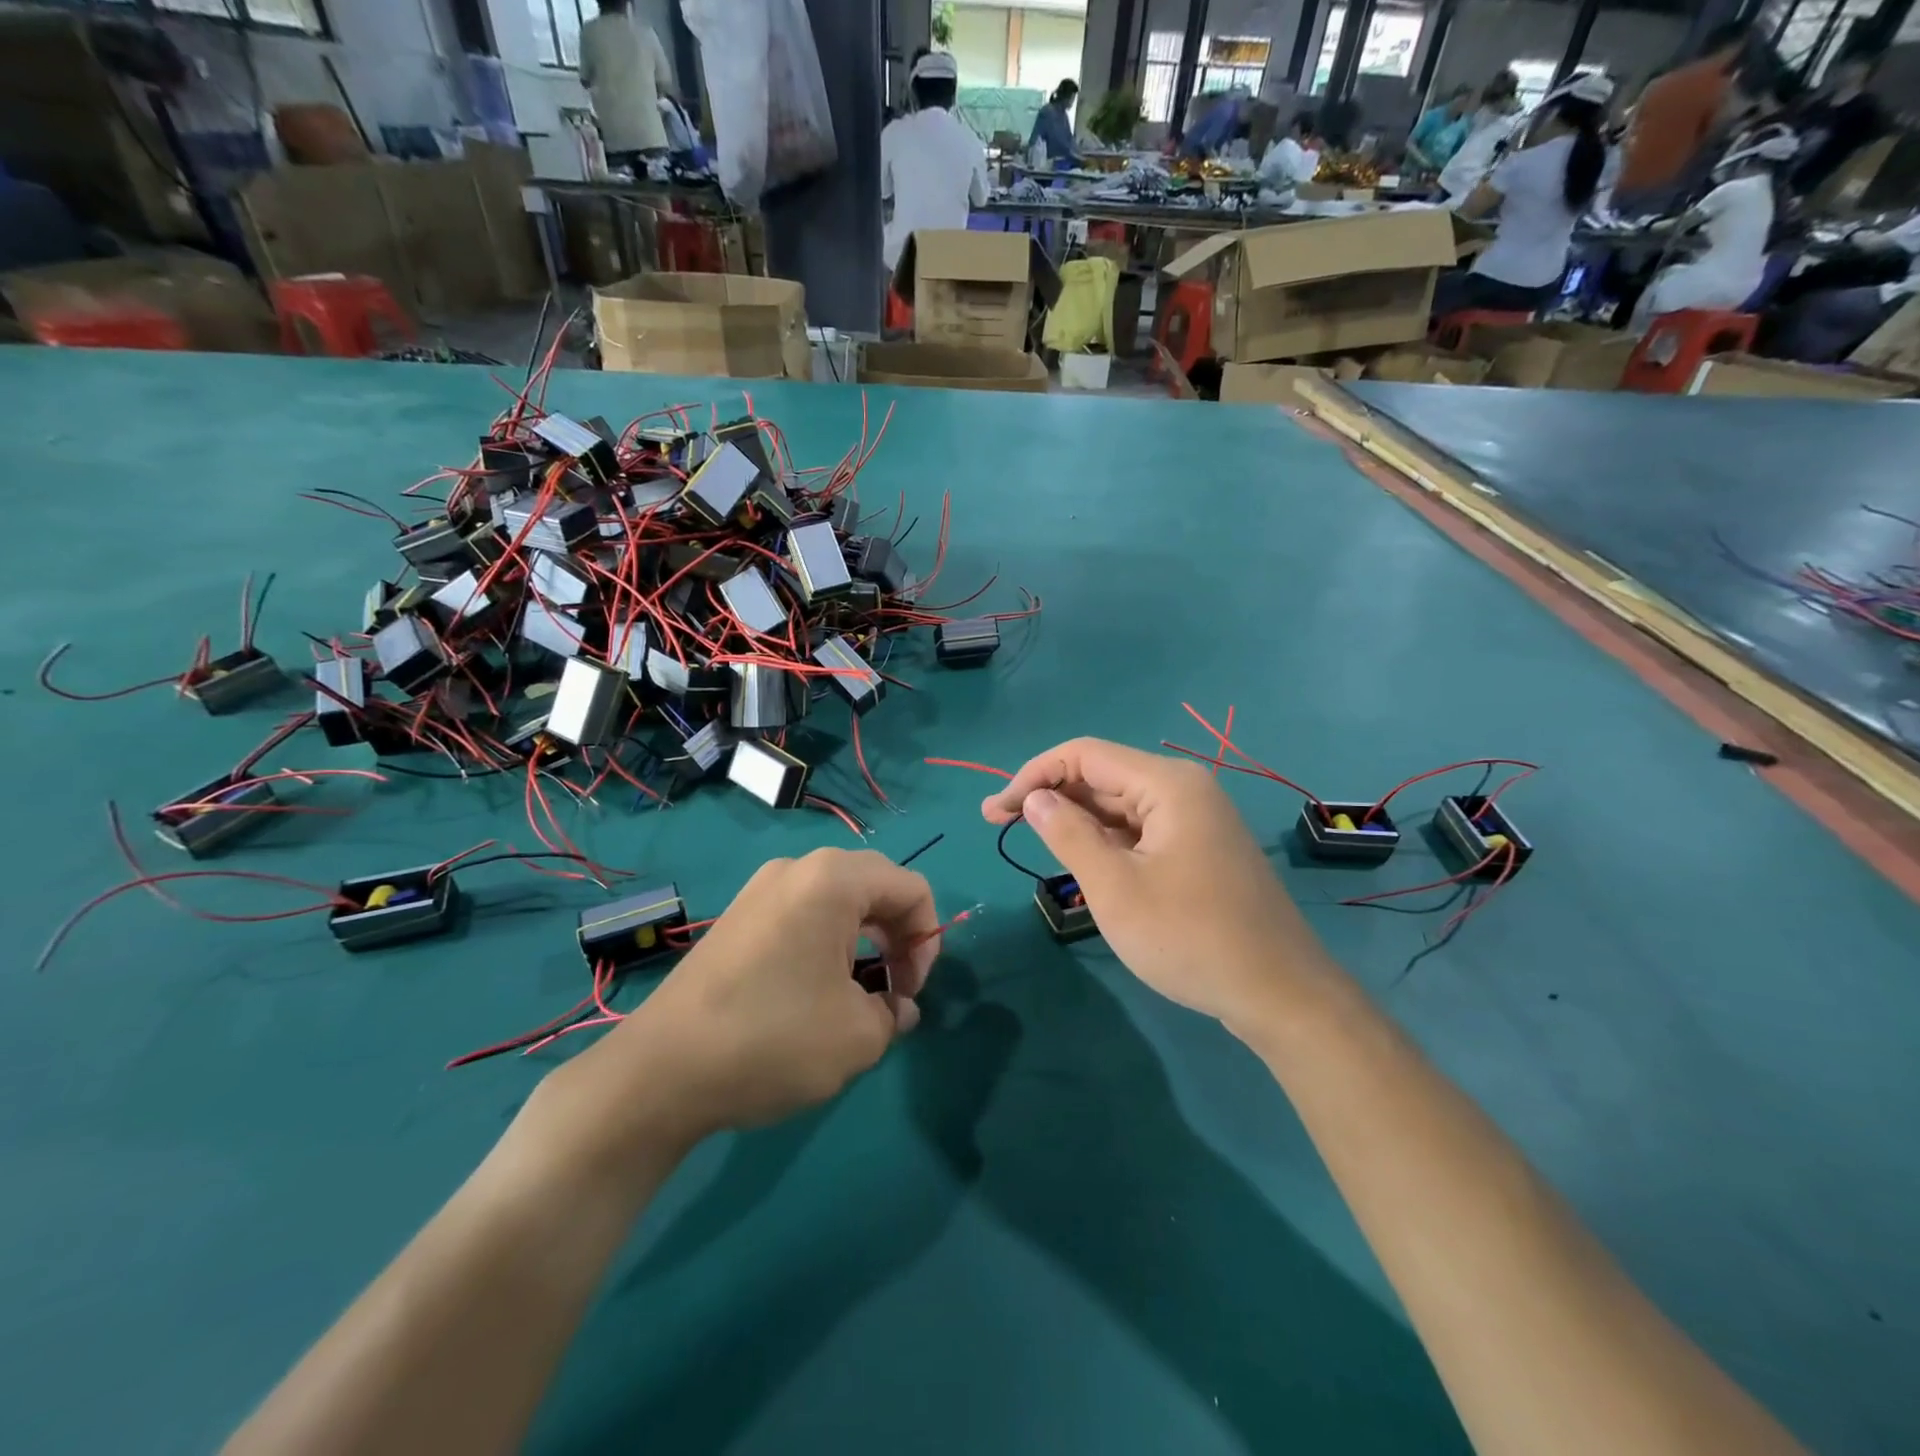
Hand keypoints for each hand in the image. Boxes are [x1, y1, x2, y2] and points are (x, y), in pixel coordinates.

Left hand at [541, 849, 940, 1154]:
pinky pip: (802, 913)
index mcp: (833, 880)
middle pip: (875, 886)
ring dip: (863, 941)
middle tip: (894, 991)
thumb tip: (897, 1008)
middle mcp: (797, 869)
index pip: (910, 888)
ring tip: (856, 995)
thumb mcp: (856, 1037)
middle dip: (898, 936)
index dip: (928, 940)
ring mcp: (761, 889)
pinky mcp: (738, 916)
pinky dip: (827, 943)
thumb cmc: (772, 1039)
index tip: (912, 992)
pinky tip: (814, 991)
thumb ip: (894, 1013)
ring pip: (838, 901)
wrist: (660, 1071)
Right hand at [982, 738, 1327, 1030]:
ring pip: (1120, 805)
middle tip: (998, 823)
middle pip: (1102, 776)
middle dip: (1049, 795)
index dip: (1032, 775)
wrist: (1280, 994)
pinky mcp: (1199, 848)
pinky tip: (1079, 856)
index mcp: (1167, 785)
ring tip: (1030, 838)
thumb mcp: (1115, 888)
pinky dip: (1104, 839)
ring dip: (1074, 818)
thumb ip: (1068, 835)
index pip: (1084, 755)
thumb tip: (1034, 799)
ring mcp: (1196, 819)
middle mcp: (1184, 789)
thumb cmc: (1190, 938)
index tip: (994, 810)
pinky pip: (1140, 830)